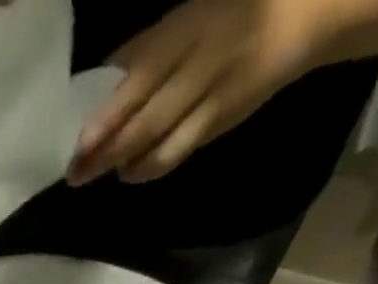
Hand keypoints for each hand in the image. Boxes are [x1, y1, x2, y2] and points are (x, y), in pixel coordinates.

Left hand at [70, 0, 324, 184]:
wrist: (299, 14)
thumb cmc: (226, 13)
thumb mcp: (184, 17)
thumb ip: (144, 51)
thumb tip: (100, 83)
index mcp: (184, 31)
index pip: (137, 81)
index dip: (106, 118)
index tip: (78, 144)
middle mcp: (199, 64)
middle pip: (145, 120)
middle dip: (107, 152)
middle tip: (77, 174)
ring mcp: (213, 97)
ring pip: (163, 144)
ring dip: (129, 166)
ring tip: (106, 173)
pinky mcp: (222, 122)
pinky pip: (182, 151)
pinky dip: (154, 167)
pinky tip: (134, 172)